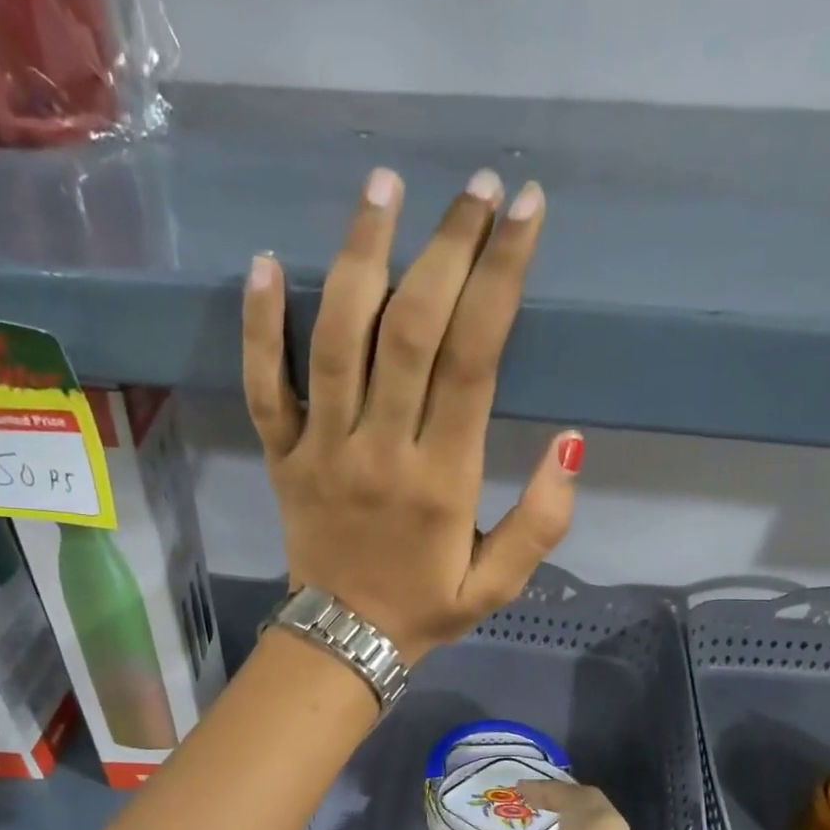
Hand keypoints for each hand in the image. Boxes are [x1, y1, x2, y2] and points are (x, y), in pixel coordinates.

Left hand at [242, 167, 581, 664]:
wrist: (342, 643)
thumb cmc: (424, 611)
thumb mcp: (498, 586)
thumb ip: (540, 522)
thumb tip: (569, 442)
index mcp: (441, 480)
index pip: (473, 359)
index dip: (500, 277)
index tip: (524, 211)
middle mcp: (379, 451)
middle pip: (409, 329)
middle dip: (446, 248)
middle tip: (475, 187)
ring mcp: (321, 451)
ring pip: (336, 340)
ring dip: (360, 255)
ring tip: (384, 187)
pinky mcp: (281, 458)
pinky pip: (263, 386)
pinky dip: (260, 327)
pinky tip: (267, 262)